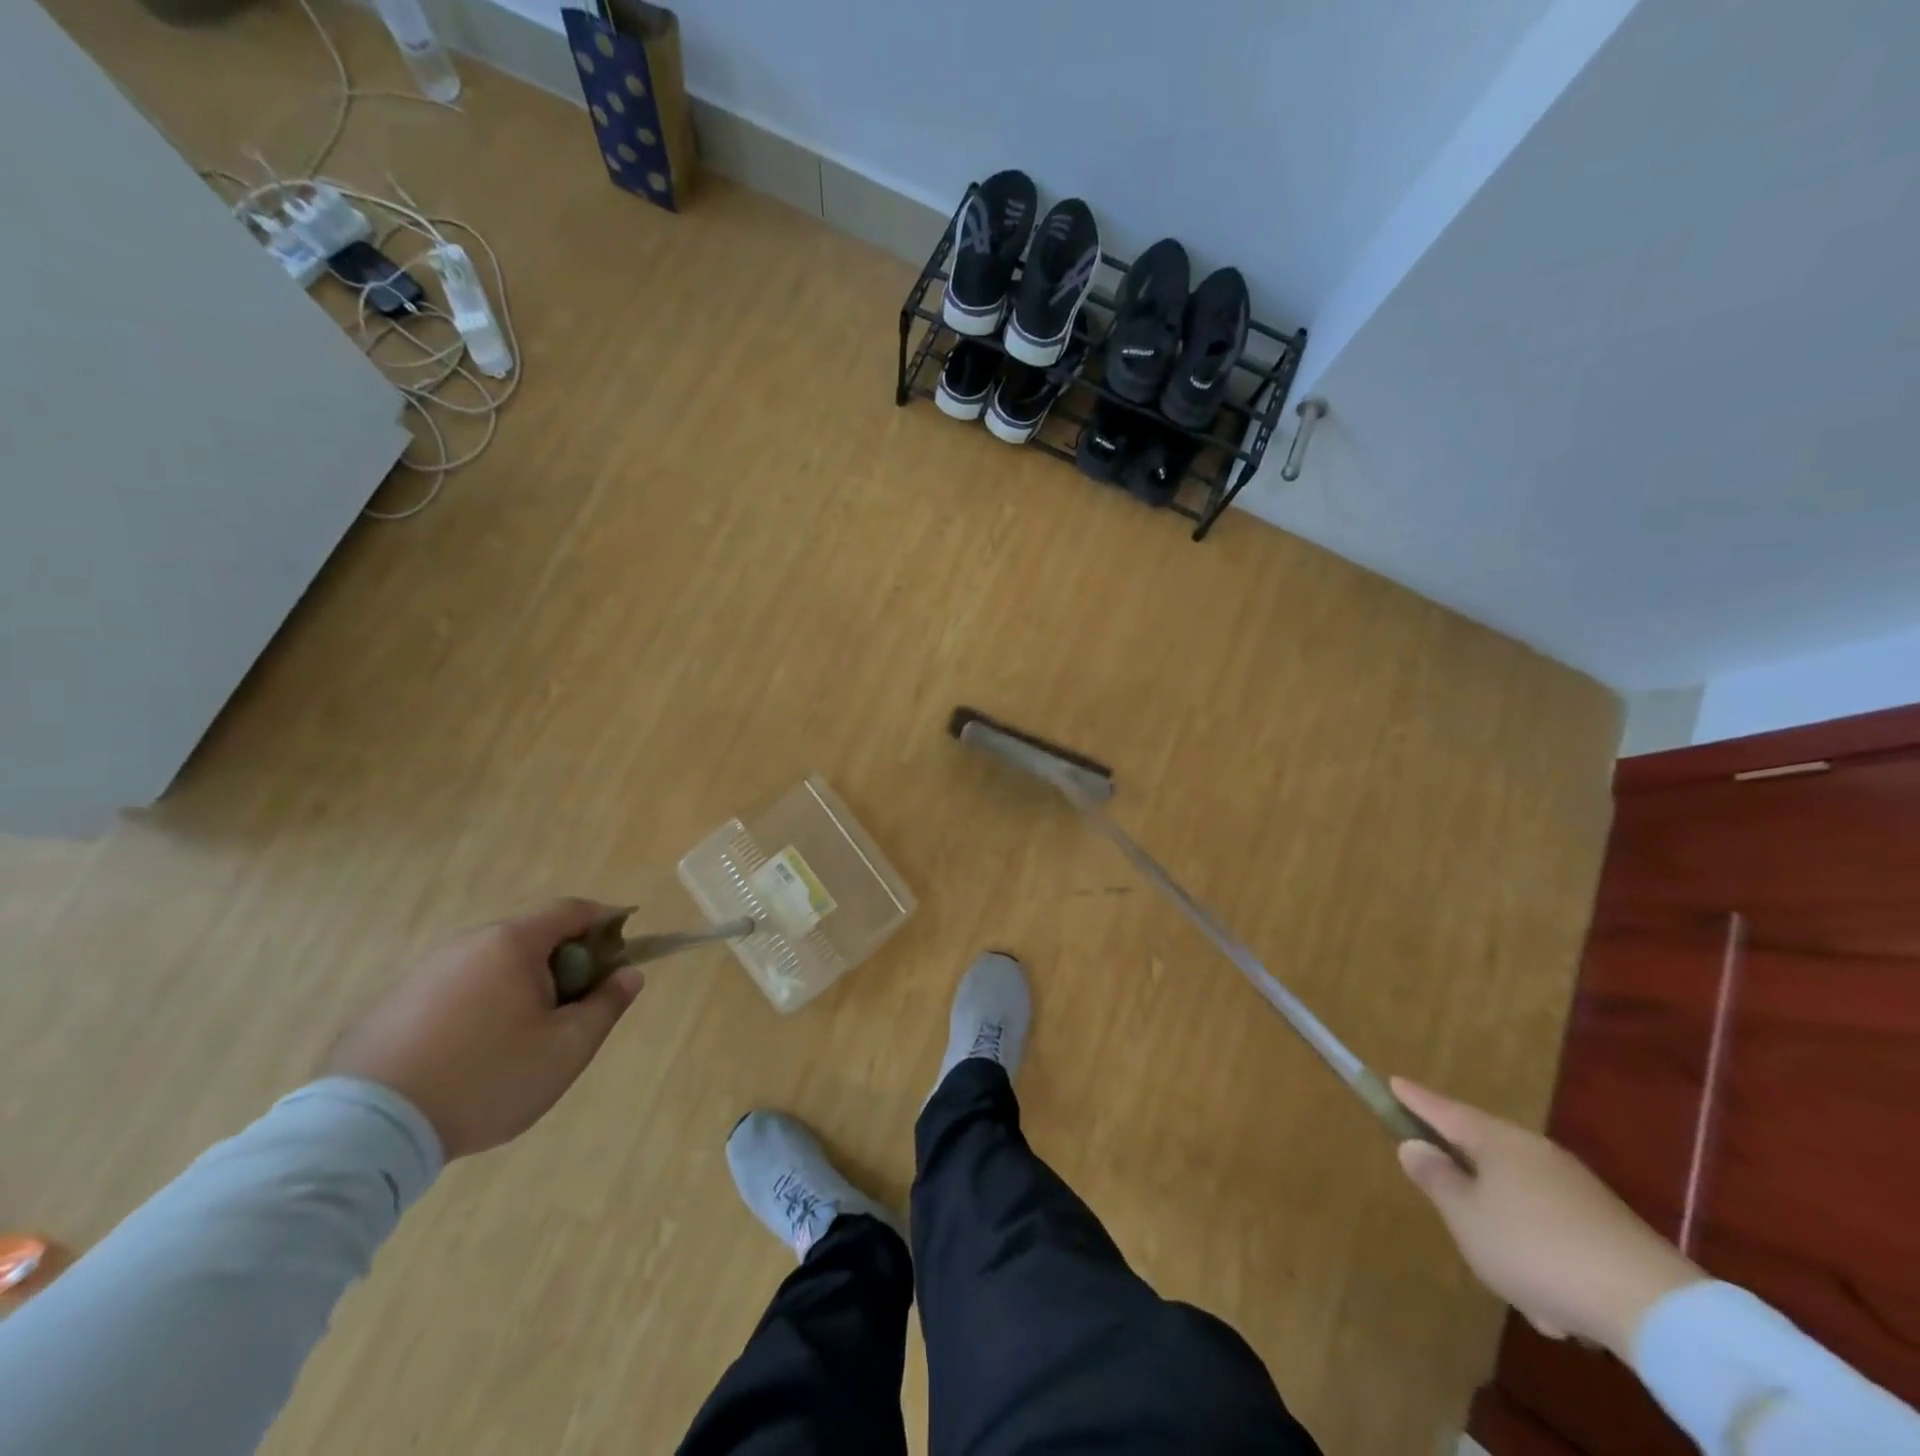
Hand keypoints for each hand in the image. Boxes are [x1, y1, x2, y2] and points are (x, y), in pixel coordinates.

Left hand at [327, 899, 643, 1159]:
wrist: (365, 1132)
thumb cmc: (486, 1079)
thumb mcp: (566, 1049)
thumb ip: (606, 1005)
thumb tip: (630, 974)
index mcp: (512, 944)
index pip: (572, 911)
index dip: (606, 922)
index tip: (623, 949)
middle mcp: (467, 944)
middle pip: (532, 937)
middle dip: (564, 962)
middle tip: (576, 1007)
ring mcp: (424, 972)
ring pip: (492, 965)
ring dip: (521, 985)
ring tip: (524, 1038)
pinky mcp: (392, 1004)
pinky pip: (456, 989)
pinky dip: (480, 1005)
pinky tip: (474, 1053)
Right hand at [1393, 1077, 1703, 1358]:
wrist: (1654, 1307)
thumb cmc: (1535, 1249)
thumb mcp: (1466, 1217)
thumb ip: (1436, 1178)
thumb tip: (1416, 1146)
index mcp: (1495, 1141)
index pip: (1443, 1110)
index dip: (1415, 1099)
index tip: (1393, 1081)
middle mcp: (1533, 1152)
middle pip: (1483, 1152)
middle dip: (1464, 1177)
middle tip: (1446, 1202)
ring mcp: (1574, 1187)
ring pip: (1517, 1198)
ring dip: (1505, 1231)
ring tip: (1510, 1282)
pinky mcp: (1604, 1225)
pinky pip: (1551, 1230)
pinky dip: (1540, 1257)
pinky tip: (1551, 1306)